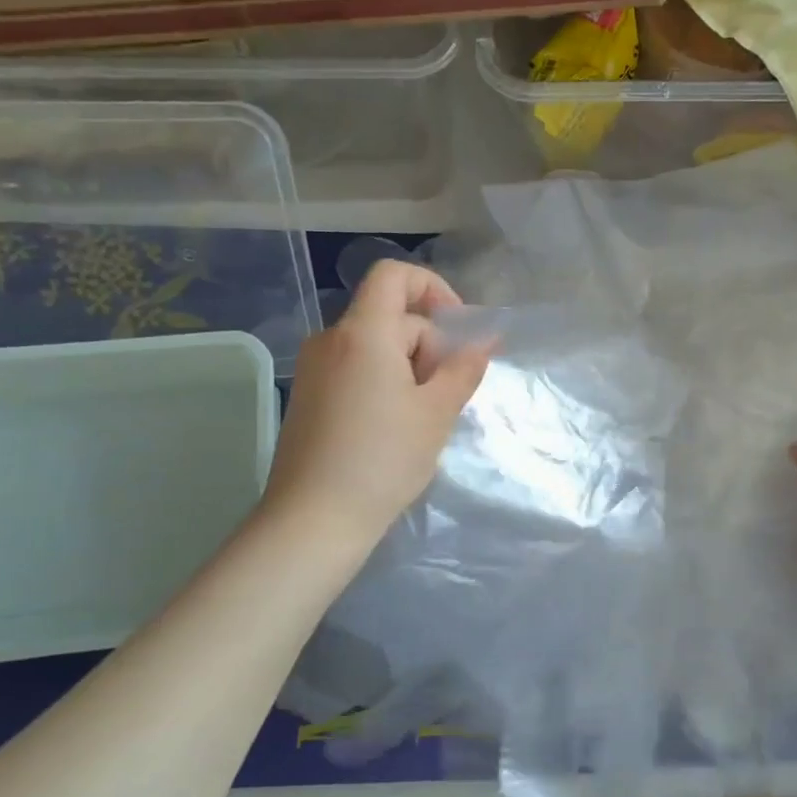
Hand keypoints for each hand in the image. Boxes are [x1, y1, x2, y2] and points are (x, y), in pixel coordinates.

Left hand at [267, 260, 490, 543]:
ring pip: (376, 347)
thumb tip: (487, 339)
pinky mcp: (309, 397)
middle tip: (446, 397)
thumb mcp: (436, 412)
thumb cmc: (383, 460)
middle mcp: (331, 340)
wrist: (313, 520)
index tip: (458, 329)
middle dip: (429, 346)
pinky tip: (395, 429)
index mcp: (363, 333)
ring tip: (424, 419)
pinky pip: (356, 370)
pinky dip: (385, 383)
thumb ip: (464, 368)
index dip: (433, 288)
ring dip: (410, 369)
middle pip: (392, 318)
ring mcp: (314, 369)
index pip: (394, 275)